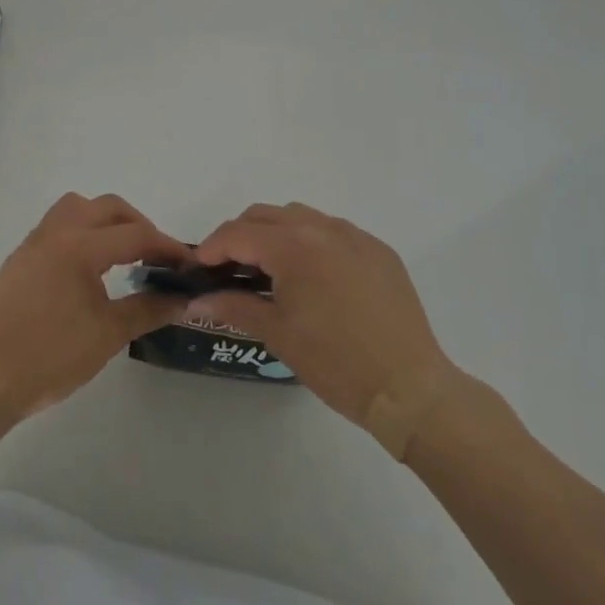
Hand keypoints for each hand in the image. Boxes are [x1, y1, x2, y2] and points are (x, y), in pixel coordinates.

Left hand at [0, 193, 189, 418]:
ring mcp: (33, 244)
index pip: (134, 235)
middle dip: (137, 224)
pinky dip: (80, 234)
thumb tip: (181, 300)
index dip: (166, 246)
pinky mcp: (19, 260)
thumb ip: (148, 309)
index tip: (187, 263)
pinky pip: (56, 228)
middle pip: (106, 207)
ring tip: (121, 254)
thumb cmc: (52, 356)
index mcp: (80, 246)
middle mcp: (56, 233)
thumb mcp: (109, 334)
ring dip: (104, 221)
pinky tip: (86, 270)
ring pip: (75, 208)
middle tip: (155, 255)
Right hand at [191, 203, 464, 435]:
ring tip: (269, 270)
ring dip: (275, 233)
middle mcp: (323, 228)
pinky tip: (312, 277)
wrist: (409, 389)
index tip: (198, 269)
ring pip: (300, 217)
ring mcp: (355, 236)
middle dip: (240, 236)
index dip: (211, 248)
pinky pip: (333, 231)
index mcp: (294, 246)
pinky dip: (311, 242)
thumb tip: (194, 302)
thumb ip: (233, 306)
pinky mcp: (378, 250)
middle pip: (266, 215)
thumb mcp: (277, 334)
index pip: (238, 233)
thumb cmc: (335, 363)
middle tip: (229, 269)